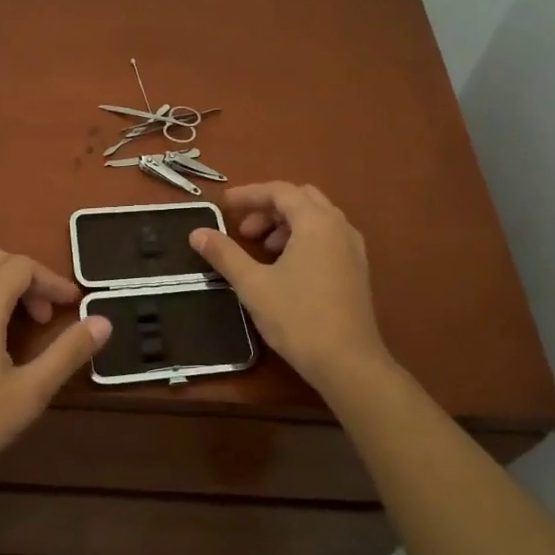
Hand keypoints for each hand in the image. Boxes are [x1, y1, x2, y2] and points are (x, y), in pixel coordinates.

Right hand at [188, 183, 392, 397]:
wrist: (348, 363)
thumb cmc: (298, 318)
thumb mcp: (253, 285)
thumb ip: (225, 254)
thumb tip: (197, 233)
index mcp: (316, 222)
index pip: (280, 191)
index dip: (249, 194)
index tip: (224, 205)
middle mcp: (339, 226)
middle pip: (301, 199)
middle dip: (269, 208)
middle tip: (245, 230)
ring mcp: (353, 248)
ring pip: (316, 218)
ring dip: (286, 224)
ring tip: (263, 249)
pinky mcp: (358, 269)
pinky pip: (328, 237)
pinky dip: (304, 238)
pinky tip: (287, 266)